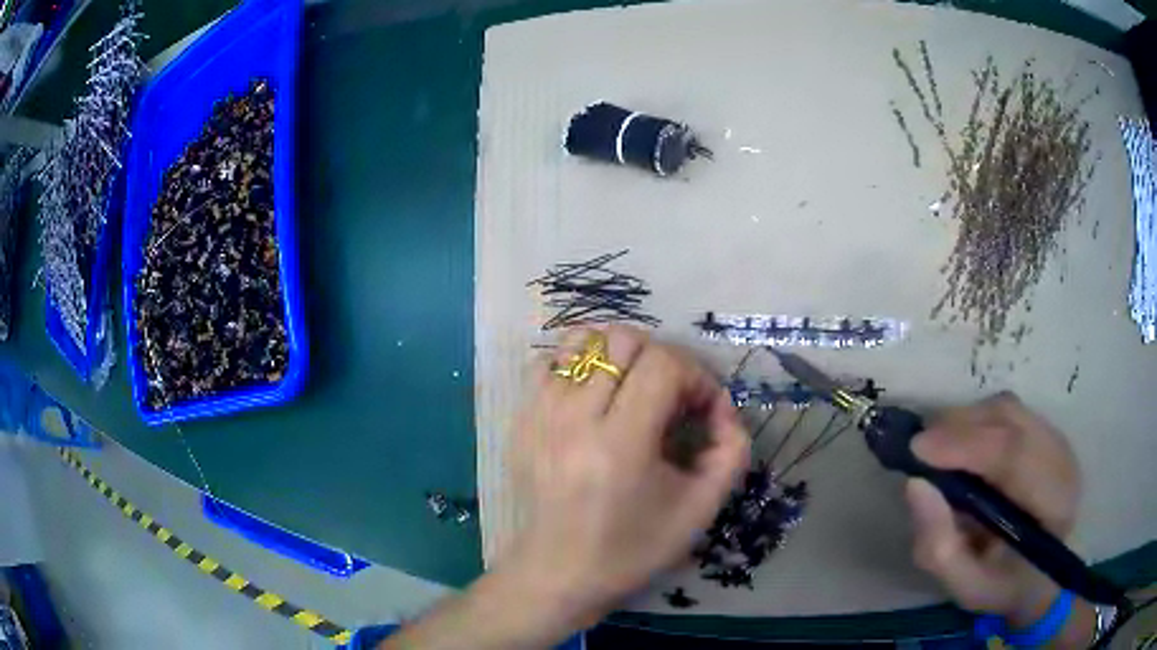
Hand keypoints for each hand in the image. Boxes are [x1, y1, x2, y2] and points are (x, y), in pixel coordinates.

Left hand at [508, 325, 748, 624]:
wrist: (558, 573)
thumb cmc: (633, 549)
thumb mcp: (701, 509)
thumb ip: (731, 450)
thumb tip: (722, 408)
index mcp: (620, 444)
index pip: (662, 364)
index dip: (695, 376)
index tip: (702, 409)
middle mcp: (572, 418)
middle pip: (623, 339)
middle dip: (662, 359)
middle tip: (671, 398)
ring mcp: (538, 414)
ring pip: (582, 339)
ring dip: (619, 354)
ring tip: (633, 388)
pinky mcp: (520, 419)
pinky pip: (550, 361)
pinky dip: (580, 364)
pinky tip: (595, 396)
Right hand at [906, 392, 1080, 627]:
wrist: (1040, 576)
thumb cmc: (1003, 588)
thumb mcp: (967, 586)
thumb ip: (940, 547)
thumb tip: (915, 485)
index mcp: (1053, 503)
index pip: (1013, 455)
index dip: (965, 445)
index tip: (917, 448)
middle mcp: (1061, 458)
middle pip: (1009, 419)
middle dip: (958, 427)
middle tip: (919, 449)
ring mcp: (1056, 438)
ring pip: (1006, 409)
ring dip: (966, 421)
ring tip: (938, 449)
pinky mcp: (1046, 431)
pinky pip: (1007, 412)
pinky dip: (977, 422)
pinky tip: (961, 447)